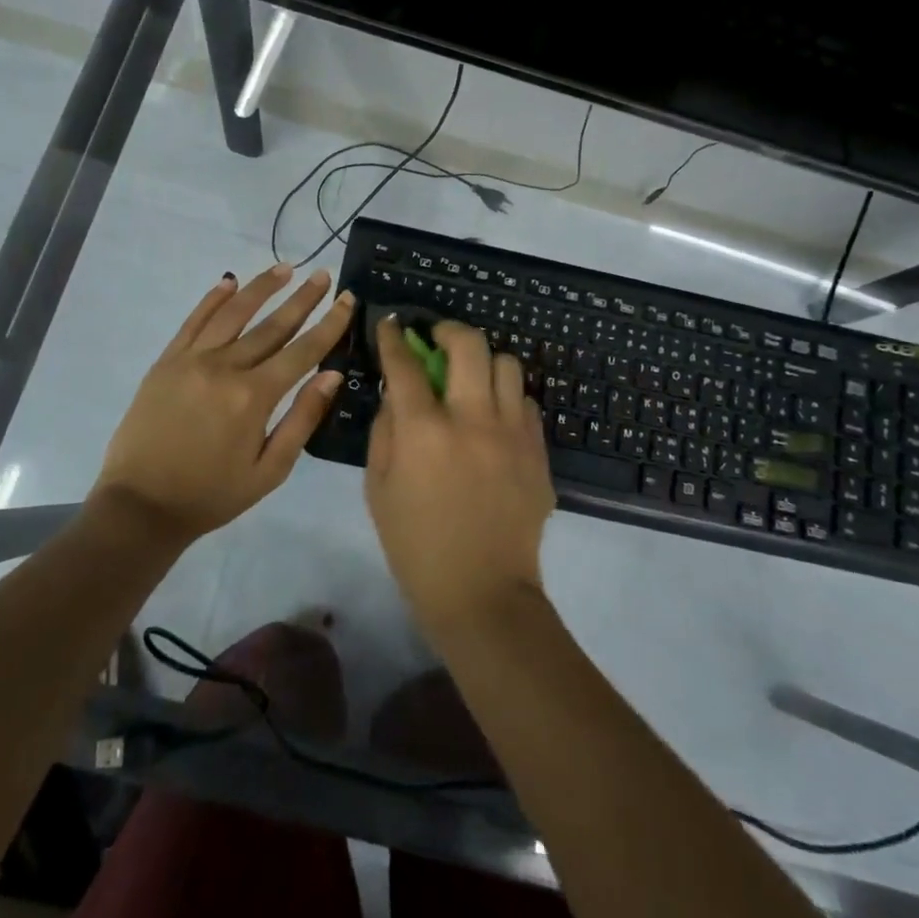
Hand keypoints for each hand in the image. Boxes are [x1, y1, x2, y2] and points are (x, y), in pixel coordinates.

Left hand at [94, 266, 355, 543]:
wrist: (141, 506)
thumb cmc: (212, 495)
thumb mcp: (270, 470)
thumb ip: (302, 419)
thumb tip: (331, 375)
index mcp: (254, 397)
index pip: (302, 350)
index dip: (329, 324)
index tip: (347, 298)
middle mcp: (225, 368)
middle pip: (272, 325)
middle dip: (302, 298)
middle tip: (323, 275)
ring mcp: (191, 360)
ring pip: (233, 313)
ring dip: (261, 288)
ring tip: (285, 268)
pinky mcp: (166, 361)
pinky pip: (193, 321)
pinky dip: (212, 298)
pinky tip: (229, 281)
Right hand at [365, 317, 555, 631]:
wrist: (482, 593)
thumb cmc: (416, 545)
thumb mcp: (379, 487)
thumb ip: (386, 430)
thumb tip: (397, 392)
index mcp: (425, 431)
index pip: (405, 365)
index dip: (393, 338)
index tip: (390, 324)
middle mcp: (473, 419)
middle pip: (469, 344)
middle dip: (448, 330)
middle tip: (437, 340)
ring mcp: (513, 433)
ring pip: (507, 364)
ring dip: (484, 362)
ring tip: (472, 380)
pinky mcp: (539, 451)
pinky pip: (526, 402)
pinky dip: (506, 398)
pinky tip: (494, 419)